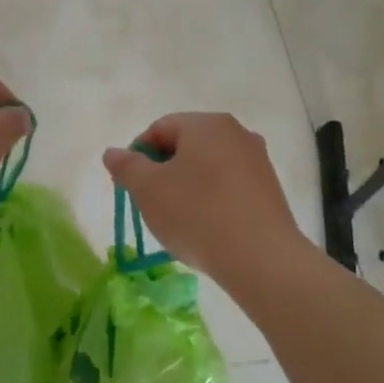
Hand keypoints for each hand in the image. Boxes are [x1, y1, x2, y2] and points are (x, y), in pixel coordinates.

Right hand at [102, 113, 306, 283]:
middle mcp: (236, 133)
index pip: (160, 128)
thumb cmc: (196, 214)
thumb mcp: (148, 190)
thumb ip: (126, 166)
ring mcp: (258, 160)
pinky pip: (229, 185)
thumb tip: (113, 152)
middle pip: (186, 145)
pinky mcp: (270, 189)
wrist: (261, 258)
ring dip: (187, 186)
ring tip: (177, 219)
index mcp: (206, 124)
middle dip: (163, 171)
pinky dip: (211, 199)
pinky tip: (206, 226)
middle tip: (150, 203)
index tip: (129, 185)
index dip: (137, 155)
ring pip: (208, 167)